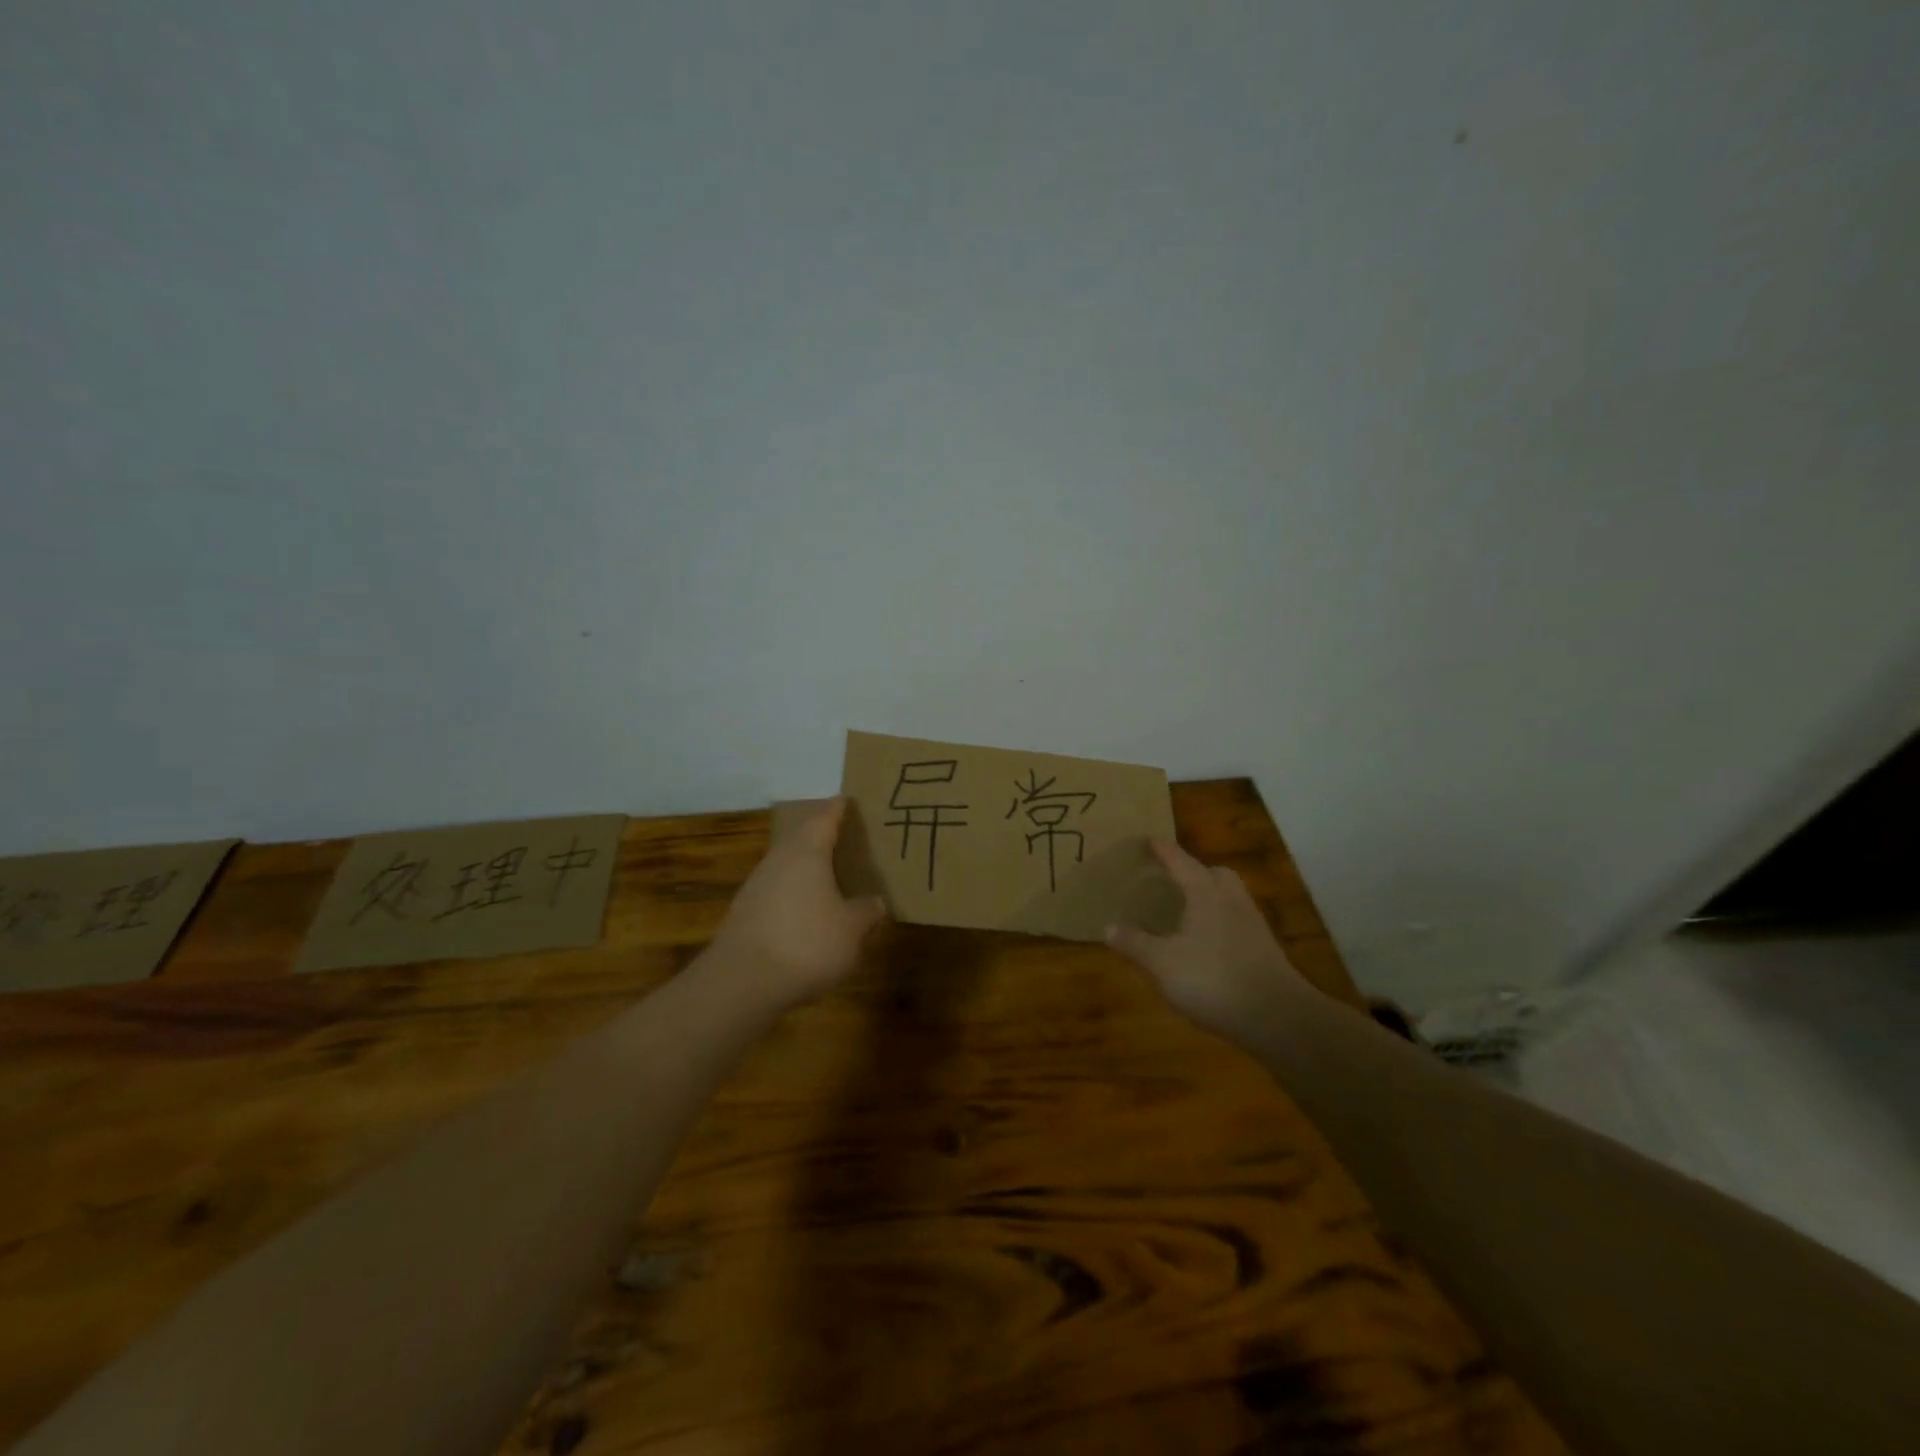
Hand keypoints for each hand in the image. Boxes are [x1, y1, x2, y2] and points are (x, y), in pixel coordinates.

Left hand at [706, 798, 887, 1009]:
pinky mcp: (745, 913)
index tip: (847, 800)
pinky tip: (806, 913)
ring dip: (806, 867)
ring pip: (787, 866)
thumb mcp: (851, 930)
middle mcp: (779, 861)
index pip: (825, 819)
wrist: (742, 983)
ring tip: (830, 877)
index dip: (838, 809)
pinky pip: (776, 891)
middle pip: (801, 839)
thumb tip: (877, 901)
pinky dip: (794, 894)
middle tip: (845, 838)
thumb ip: (866, 912)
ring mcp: (757, 886)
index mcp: (807, 853)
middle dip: (822, 837)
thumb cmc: (806, 944)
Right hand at [1106, 838, 1307, 1036]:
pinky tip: (1204, 943)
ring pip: (1227, 897)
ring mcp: (1252, 923)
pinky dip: (1217, 922)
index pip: (1179, 861)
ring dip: (1207, 897)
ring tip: (1185, 910)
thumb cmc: (1213, 978)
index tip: (1150, 839)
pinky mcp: (1263, 948)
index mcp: (1205, 891)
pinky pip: (1234, 921)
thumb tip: (1108, 926)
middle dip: (1194, 872)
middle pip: (1214, 873)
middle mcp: (1231, 898)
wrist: (1278, 1017)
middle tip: (1172, 879)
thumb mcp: (1162, 963)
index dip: (1162, 850)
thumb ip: (1135, 943)